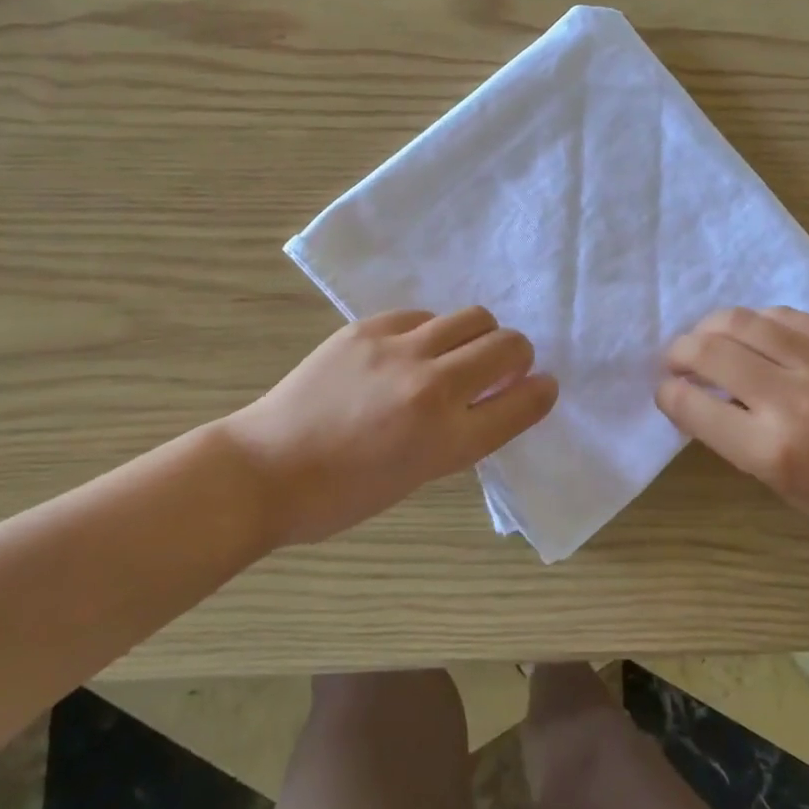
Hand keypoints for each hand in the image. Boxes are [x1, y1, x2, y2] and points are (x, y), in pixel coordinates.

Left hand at [224, 307, 557, 547]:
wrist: (266, 469)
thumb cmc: (343, 494)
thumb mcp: (418, 476)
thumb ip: (462, 434)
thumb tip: (491, 398)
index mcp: (447, 441)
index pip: (522, 403)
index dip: (541, 392)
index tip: (542, 386)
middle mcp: (432, 388)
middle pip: (508, 347)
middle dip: (518, 356)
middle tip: (503, 368)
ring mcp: (399, 350)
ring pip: (474, 317)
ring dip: (481, 334)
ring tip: (460, 352)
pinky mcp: (368, 328)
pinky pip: (424, 314)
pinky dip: (432, 331)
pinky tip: (411, 350)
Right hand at [655, 307, 808, 563]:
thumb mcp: (781, 487)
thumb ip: (735, 439)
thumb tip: (700, 397)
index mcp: (771, 450)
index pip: (692, 404)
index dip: (667, 394)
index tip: (667, 392)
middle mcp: (791, 399)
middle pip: (709, 351)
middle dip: (678, 353)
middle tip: (676, 361)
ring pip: (741, 320)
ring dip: (710, 328)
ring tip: (706, 340)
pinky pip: (784, 316)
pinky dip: (756, 322)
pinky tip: (753, 334)